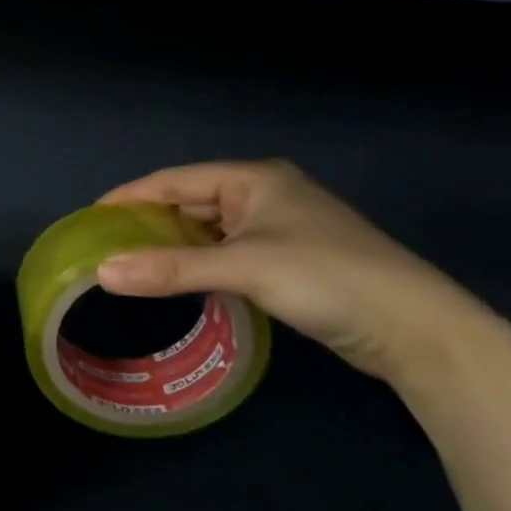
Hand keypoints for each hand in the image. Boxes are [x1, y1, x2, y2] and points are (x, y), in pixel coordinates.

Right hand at [94, 160, 499, 385]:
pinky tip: (176, 278)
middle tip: (104, 244)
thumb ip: (170, 269)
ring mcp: (279, 228)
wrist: (420, 331)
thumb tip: (101, 273)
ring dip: (172, 245)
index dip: (130, 196)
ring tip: (130, 262)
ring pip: (207, 230)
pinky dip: (197, 262)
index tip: (90, 217)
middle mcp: (263, 195)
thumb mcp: (243, 268)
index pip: (173, 180)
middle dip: (148, 221)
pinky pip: (225, 252)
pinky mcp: (288, 261)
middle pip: (189, 202)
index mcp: (254, 179)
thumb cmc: (328, 278)